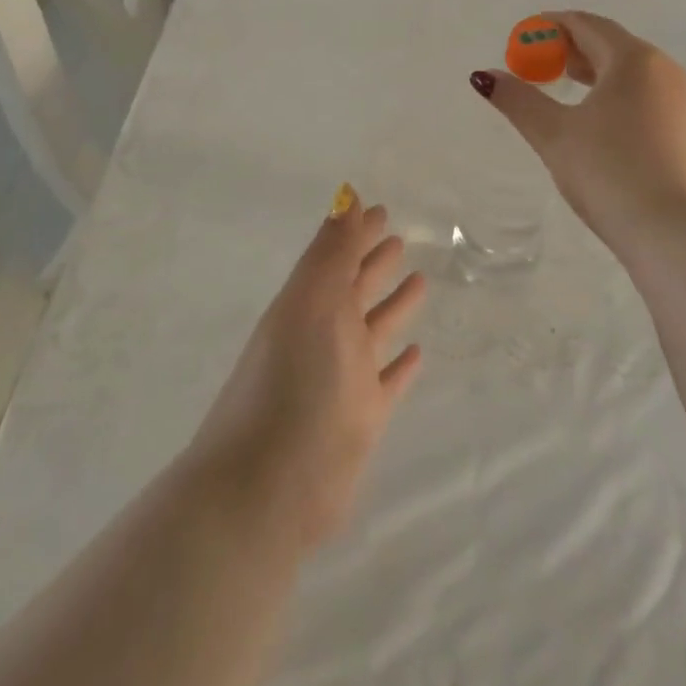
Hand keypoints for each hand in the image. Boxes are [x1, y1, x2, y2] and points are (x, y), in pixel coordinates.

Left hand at [188, 197, 426, 552]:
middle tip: (400, 237)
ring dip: (393, 306)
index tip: (382, 210)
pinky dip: (401, 366)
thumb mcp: (311, 306)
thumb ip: (332, 253)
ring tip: (420, 281)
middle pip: (355, 289)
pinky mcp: (361, 419)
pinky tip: (418, 352)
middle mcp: (325, 336)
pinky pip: (387, 382)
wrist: (265, 489)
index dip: (357, 233)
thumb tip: (347, 196)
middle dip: (374, 262)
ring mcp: (343, 378)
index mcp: (309, 305)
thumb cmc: (290, 384)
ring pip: (374, 330)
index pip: (337, 257)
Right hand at [471, 11, 685, 251]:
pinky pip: (647, 98)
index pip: (587, 25)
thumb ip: (519, 101)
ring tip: (565, 90)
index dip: (552, 26)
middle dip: (572, 49)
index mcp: (633, 59)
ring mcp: (683, 102)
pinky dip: (618, 97)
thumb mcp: (555, 135)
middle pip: (612, 45)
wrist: (681, 234)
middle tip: (538, 64)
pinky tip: (601, 126)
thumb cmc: (612, 172)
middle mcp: (664, 70)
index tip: (524, 38)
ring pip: (632, 74)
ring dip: (596, 74)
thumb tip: (484, 76)